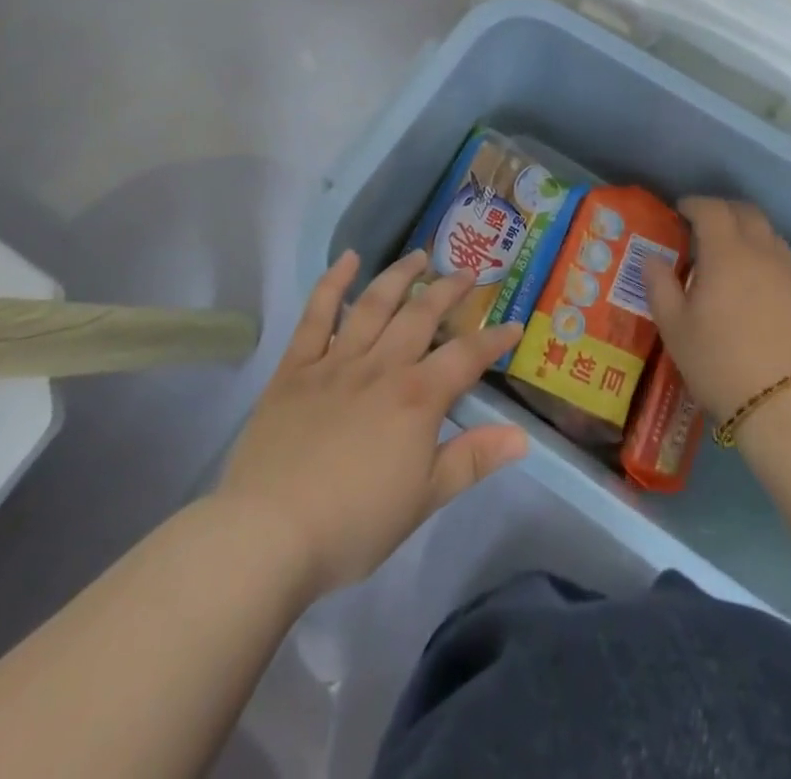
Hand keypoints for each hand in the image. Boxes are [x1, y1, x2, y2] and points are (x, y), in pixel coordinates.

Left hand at [215, 249, 528, 599]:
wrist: (268, 533)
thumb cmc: (354, 524)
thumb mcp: (424, 499)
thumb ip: (473, 460)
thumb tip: (522, 436)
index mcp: (417, 397)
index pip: (466, 356)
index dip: (493, 339)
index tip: (512, 325)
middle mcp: (382, 366)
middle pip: (421, 316)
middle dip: (449, 291)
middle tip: (467, 273)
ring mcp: (336, 361)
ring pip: (375, 304)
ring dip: (400, 276)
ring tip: (419, 257)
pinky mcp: (296, 367)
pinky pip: (316, 315)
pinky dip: (333, 284)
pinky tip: (347, 259)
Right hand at [644, 197, 790, 419]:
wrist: (787, 404)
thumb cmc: (720, 363)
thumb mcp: (675, 328)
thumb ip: (660, 286)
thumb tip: (652, 258)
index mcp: (726, 253)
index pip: (712, 209)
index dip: (694, 204)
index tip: (680, 211)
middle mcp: (761, 252)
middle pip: (746, 212)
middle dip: (723, 210)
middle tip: (703, 224)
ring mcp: (790, 273)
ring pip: (769, 233)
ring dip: (747, 230)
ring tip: (729, 251)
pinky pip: (783, 259)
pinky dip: (765, 255)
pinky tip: (754, 281)